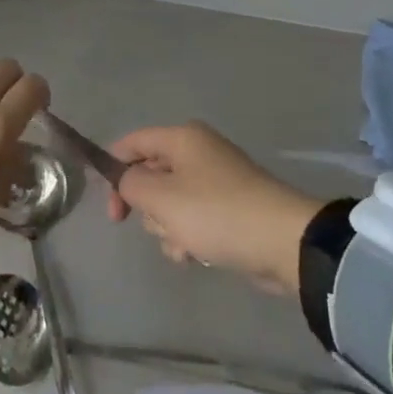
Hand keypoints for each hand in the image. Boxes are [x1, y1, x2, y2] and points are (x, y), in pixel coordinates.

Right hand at [105, 122, 320, 293]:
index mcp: (182, 138)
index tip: (109, 206)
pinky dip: (189, 237)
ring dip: (169, 228)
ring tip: (185, 245)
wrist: (282, 241)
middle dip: (149, 207)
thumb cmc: (215, 212)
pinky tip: (197, 255)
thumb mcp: (162, 197)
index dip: (113, 168)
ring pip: (171, 202)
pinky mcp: (230, 208)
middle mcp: (198, 151)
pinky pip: (194, 219)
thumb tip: (126, 179)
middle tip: (156, 225)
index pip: (134, 142)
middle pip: (152, 175)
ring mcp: (216, 180)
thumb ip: (131, 184)